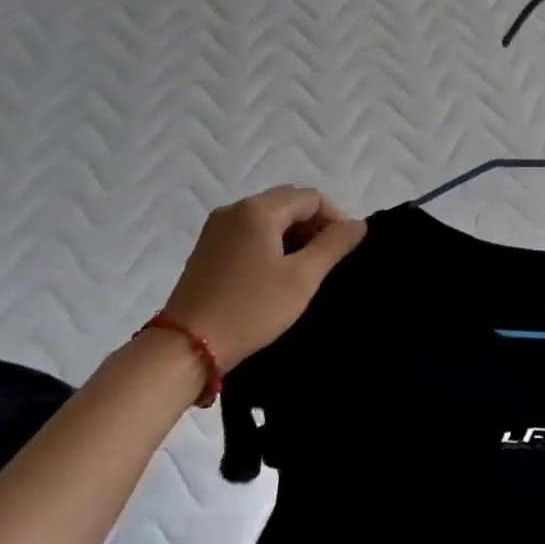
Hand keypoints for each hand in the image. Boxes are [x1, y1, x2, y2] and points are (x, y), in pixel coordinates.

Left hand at [161, 186, 366, 369]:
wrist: (187, 346)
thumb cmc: (251, 309)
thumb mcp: (302, 278)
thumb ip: (334, 245)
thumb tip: (357, 224)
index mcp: (258, 209)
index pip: (310, 197)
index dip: (334, 217)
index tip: (344, 249)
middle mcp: (235, 209)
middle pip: (287, 203)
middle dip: (313, 225)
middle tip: (327, 260)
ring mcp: (217, 228)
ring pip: (267, 218)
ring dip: (292, 235)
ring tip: (305, 270)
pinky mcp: (207, 249)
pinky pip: (248, 233)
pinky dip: (270, 244)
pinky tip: (276, 274)